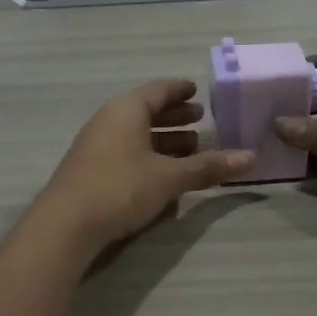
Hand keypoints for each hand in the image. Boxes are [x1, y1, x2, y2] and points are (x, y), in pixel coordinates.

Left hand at [34, 79, 253, 252]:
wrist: (65, 225)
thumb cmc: (120, 188)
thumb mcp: (169, 177)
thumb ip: (208, 167)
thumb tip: (250, 157)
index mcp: (126, 110)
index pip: (158, 90)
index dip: (179, 90)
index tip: (197, 90)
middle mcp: (108, 120)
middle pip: (146, 111)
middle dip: (174, 117)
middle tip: (200, 120)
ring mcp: (95, 145)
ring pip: (136, 134)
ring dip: (163, 139)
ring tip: (190, 148)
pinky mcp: (90, 169)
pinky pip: (126, 151)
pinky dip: (148, 155)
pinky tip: (164, 174)